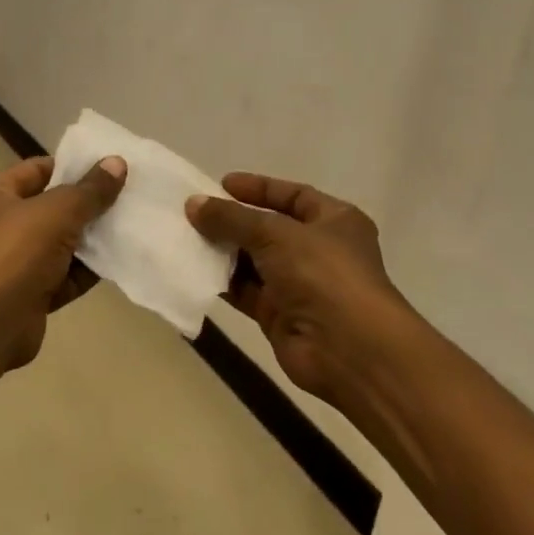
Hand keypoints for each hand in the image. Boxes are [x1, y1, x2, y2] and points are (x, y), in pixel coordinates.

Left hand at [0, 154, 126, 367]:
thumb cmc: (15, 251)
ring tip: (128, 228)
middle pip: (49, 209)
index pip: (35, 170)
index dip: (70, 167)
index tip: (107, 168)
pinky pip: (62, 277)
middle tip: (126, 197)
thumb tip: (117, 162)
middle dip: (85, 206)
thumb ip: (90, 189)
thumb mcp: (58, 211)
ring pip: (58, 245)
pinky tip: (117, 263)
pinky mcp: (27, 296)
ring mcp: (12, 263)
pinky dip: (85, 273)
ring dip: (89, 240)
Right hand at [186, 173, 412, 403]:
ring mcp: (300, 284)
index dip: (258, 188)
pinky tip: (194, 270)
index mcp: (335, 221)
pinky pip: (246, 291)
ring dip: (224, 251)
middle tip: (194, 213)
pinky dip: (223, 281)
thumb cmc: (322, 274)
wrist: (347, 350)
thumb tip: (193, 204)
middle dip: (233, 221)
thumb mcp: (275, 234)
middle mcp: (319, 250)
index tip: (221, 185)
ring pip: (254, 260)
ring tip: (185, 237)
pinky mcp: (280, 314)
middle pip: (269, 228)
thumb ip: (232, 218)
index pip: (293, 195)